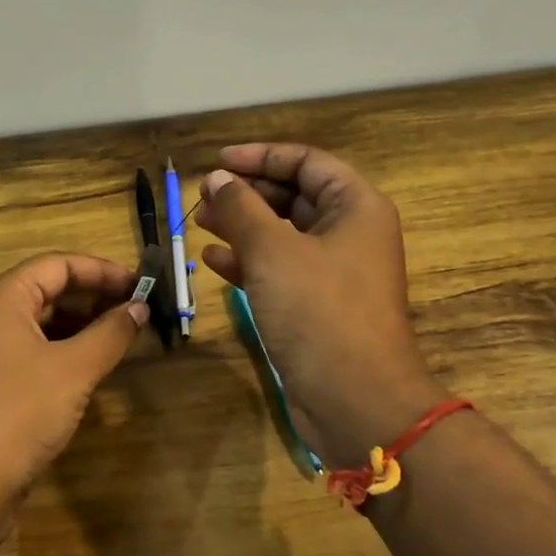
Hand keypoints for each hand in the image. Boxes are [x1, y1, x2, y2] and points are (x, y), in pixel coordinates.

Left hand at [0, 253, 148, 506]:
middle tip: (137, 311)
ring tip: (121, 337)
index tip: (141, 284)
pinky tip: (92, 367)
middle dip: (94, 297)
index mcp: (2, 297)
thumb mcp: (74, 368)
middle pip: (48, 289)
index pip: (57, 264)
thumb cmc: (20, 411)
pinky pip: (33, 351)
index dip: (102, 270)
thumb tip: (138, 308)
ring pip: (41, 323)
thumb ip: (110, 333)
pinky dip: (65, 351)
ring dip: (82, 325)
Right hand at [197, 145, 445, 466]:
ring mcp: (333, 272)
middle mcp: (349, 233)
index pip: (306, 162)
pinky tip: (213, 261)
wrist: (354, 398)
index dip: (260, 156)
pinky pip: (279, 269)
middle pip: (293, 196)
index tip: (217, 162)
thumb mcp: (273, 251)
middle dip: (247, 193)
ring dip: (242, 226)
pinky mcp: (316, 305)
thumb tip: (218, 178)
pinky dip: (248, 261)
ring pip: (282, 234)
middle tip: (203, 196)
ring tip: (200, 223)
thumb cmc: (318, 311)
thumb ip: (241, 208)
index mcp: (355, 207)